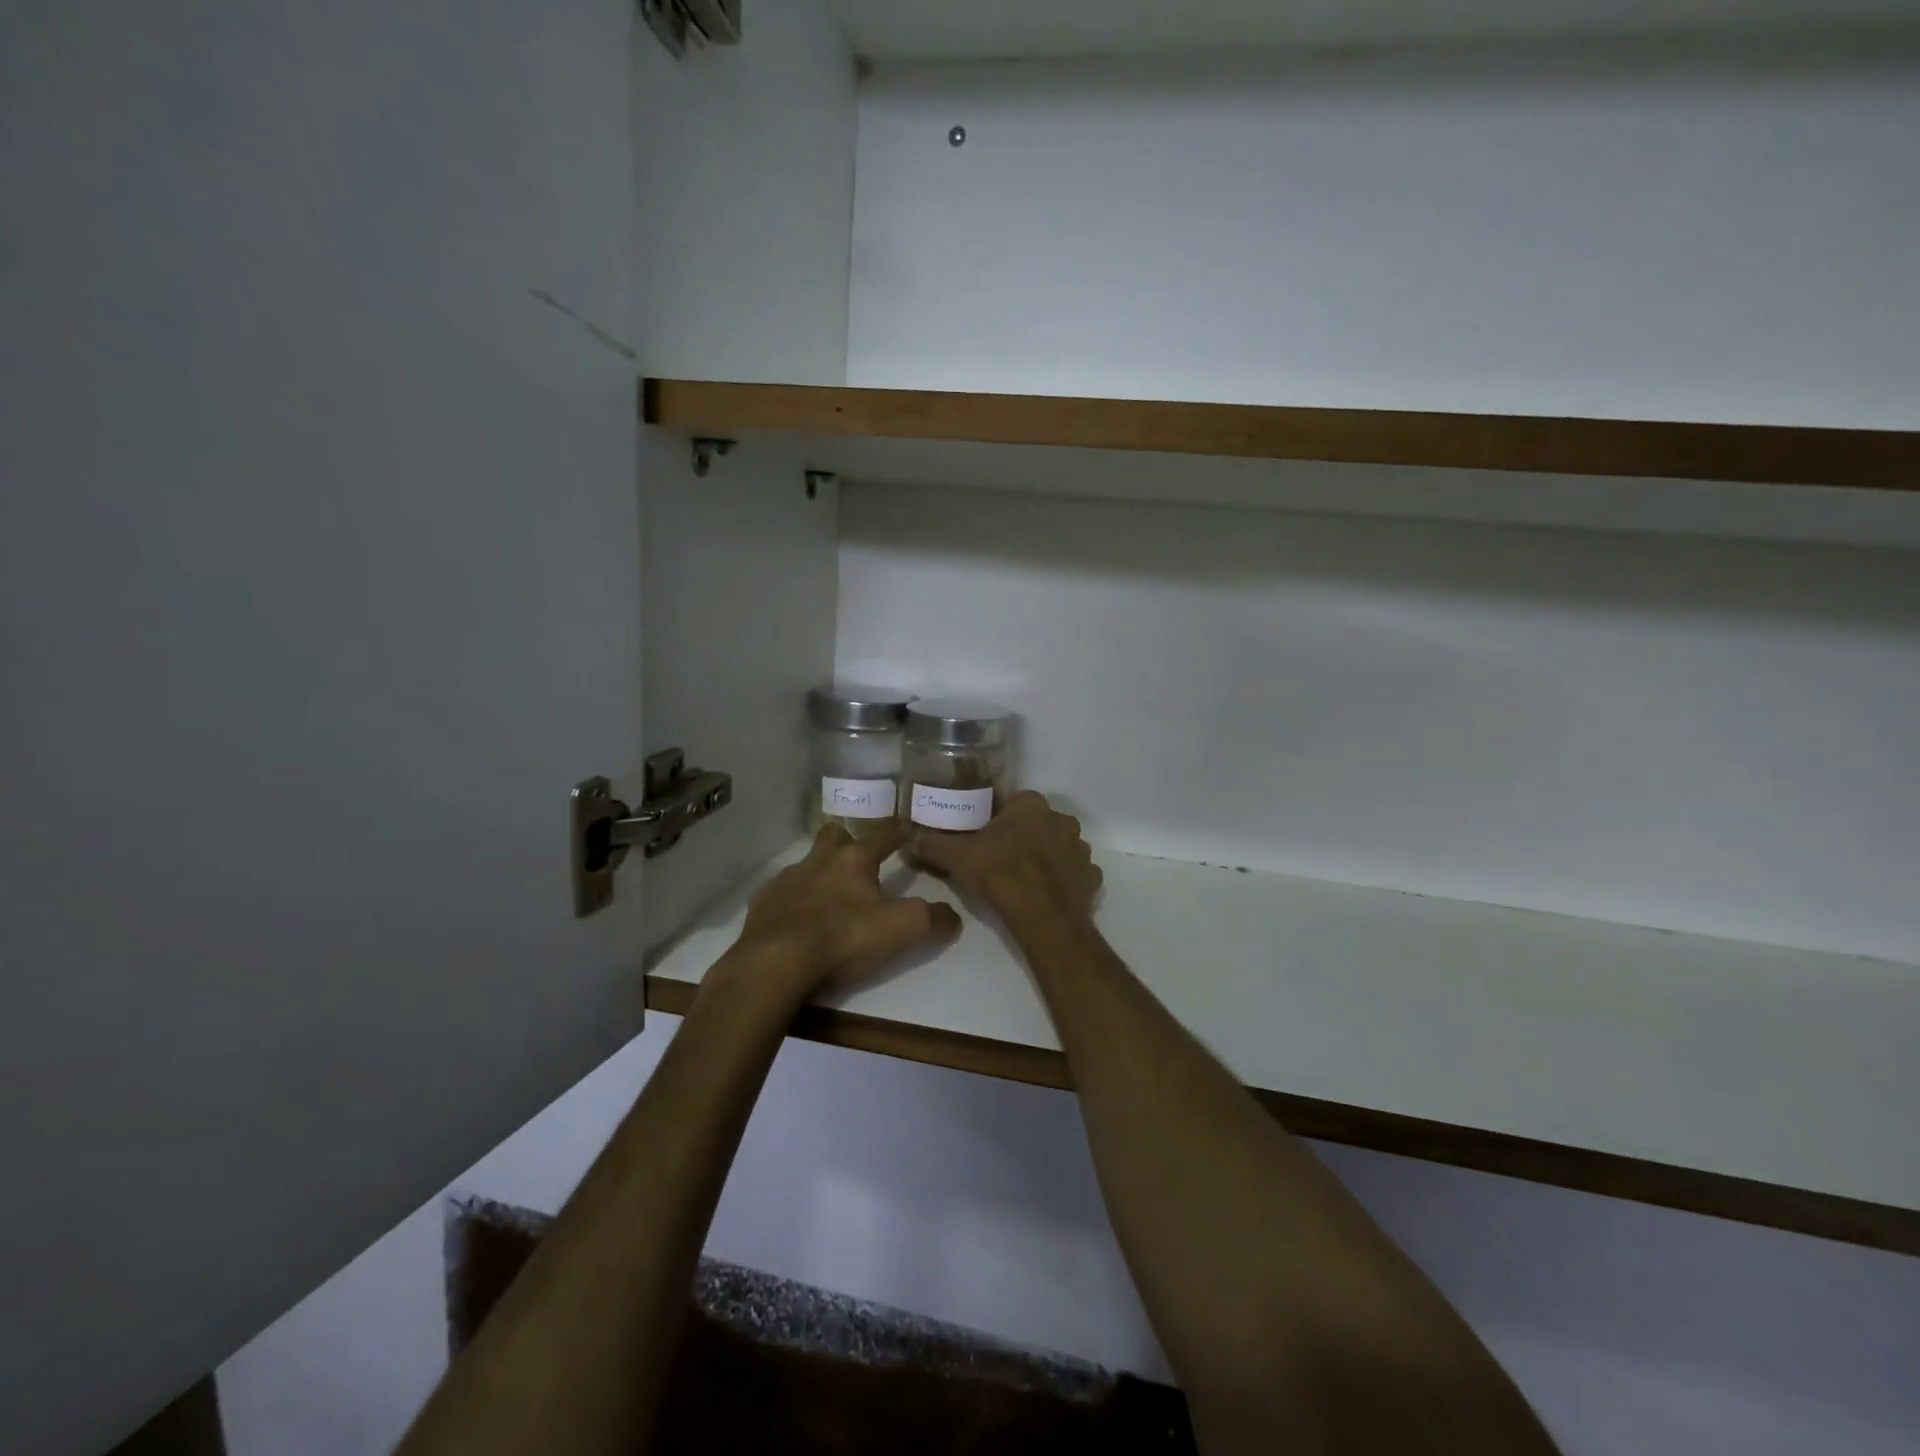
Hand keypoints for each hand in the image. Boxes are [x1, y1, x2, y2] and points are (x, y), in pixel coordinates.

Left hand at [725, 822, 961, 1000]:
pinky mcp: (762, 904)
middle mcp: (819, 860)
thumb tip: (953, 917)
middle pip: (835, 836)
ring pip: (807, 864)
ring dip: (820, 874)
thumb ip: (932, 919)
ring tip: (830, 900)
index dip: (900, 831)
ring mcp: (786, 880)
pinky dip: (793, 902)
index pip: (884, 835)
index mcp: (854, 859)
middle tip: (859, 864)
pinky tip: (798, 923)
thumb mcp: (901, 930)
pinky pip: (781, 894)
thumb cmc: (843, 938)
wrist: (774, 963)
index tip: (908, 827)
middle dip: (848, 843)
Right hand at [910, 791, 1101, 929]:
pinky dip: (1064, 882)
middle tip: (1002, 860)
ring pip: (1059, 848)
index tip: (985, 839)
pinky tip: (1046, 895)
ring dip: (1046, 859)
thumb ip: (932, 843)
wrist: (1040, 915)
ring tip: (1024, 880)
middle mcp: (1061, 820)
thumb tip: (909, 838)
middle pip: (1038, 824)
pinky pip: (1075, 875)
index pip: (1013, 804)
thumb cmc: (998, 873)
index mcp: (1031, 805)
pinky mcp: (1092, 878)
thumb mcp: (956, 856)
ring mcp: (1081, 849)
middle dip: (1024, 838)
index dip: (998, 821)